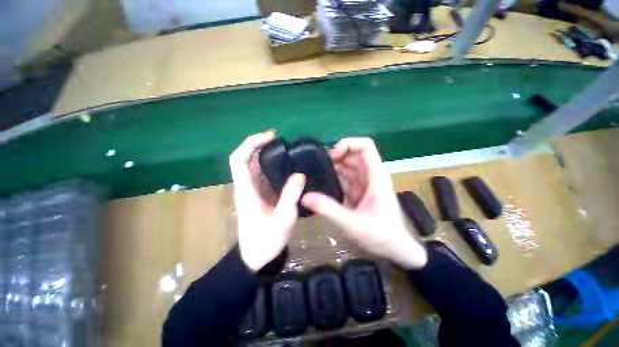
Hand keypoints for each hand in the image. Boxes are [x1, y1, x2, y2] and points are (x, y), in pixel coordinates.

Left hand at [230, 131, 305, 271]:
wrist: (257, 257)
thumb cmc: (266, 241)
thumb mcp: (281, 220)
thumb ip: (289, 198)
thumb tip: (299, 175)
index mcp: (246, 190)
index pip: (239, 159)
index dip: (251, 143)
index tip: (270, 137)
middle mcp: (248, 186)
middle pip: (248, 159)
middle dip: (262, 146)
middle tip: (283, 142)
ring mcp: (254, 190)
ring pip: (257, 166)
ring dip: (269, 156)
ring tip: (289, 151)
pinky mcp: (262, 195)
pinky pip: (266, 175)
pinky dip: (275, 167)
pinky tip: (290, 168)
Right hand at [301, 138, 426, 268]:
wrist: (396, 250)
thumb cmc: (381, 235)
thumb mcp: (352, 223)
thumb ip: (328, 209)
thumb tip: (304, 196)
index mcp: (375, 176)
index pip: (365, 146)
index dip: (347, 144)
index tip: (332, 156)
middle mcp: (371, 176)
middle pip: (353, 155)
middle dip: (336, 157)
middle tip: (317, 167)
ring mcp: (366, 183)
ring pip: (349, 166)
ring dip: (334, 168)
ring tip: (316, 175)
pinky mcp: (360, 192)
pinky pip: (347, 179)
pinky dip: (335, 178)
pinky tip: (323, 185)